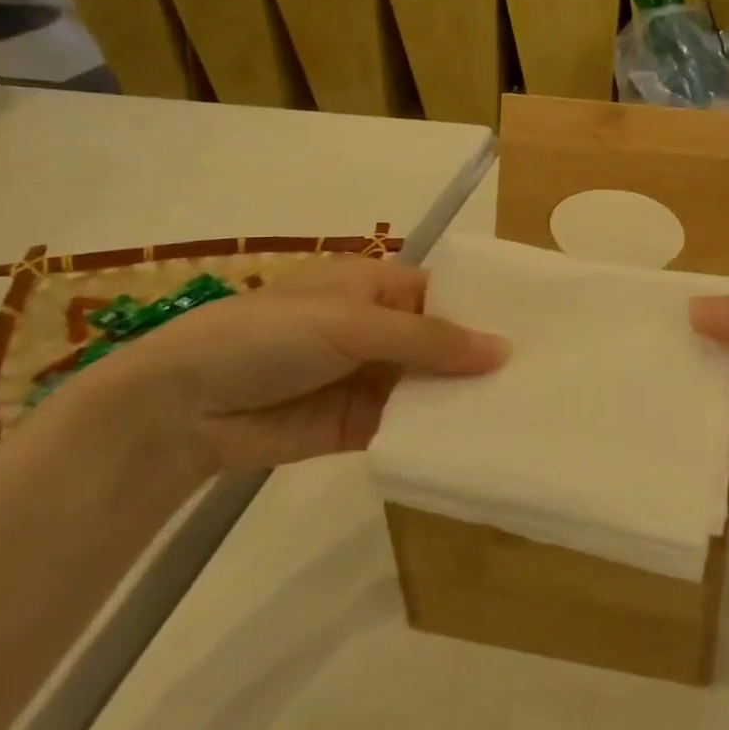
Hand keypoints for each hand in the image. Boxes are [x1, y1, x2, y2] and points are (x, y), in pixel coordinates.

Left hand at [57, 258, 507, 474]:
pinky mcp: (359, 426)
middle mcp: (381, 330)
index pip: (448, 296)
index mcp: (379, 287)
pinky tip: (479, 442)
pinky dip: (436, 433)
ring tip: (525, 412)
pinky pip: (408, 426)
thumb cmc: (270, 335)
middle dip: (482, 360)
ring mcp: (371, 379)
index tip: (540, 333)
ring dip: (464, 399)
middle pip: (444, 344)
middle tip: (546, 380)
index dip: (487, 312)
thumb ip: (429, 340)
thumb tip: (503, 351)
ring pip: (430, 387)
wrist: (182, 406)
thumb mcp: (353, 323)